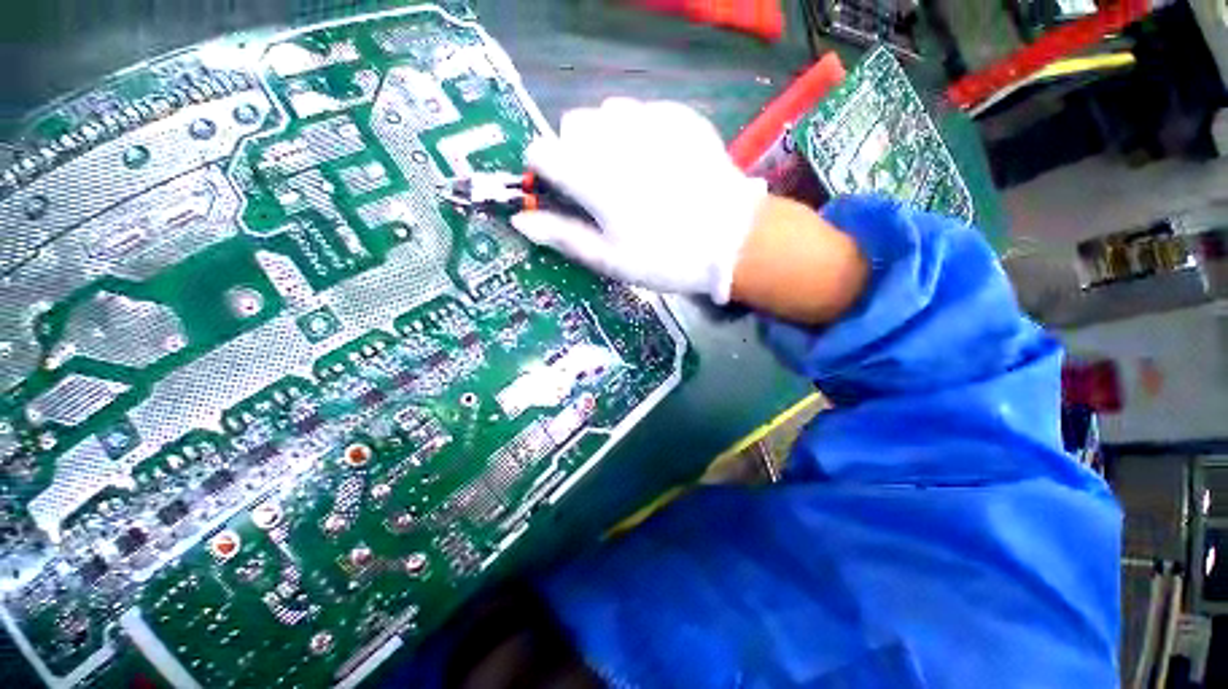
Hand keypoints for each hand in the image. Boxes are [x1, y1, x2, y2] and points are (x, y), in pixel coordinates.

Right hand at [511, 98, 767, 304]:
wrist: (730, 240)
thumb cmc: (665, 258)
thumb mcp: (610, 259)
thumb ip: (562, 235)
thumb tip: (520, 220)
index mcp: (592, 177)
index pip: (541, 151)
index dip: (544, 171)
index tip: (559, 191)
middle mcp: (615, 138)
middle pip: (572, 125)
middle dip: (575, 152)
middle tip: (599, 187)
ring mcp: (650, 121)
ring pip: (606, 112)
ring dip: (606, 137)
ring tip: (629, 171)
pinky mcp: (680, 117)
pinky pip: (644, 111)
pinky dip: (640, 130)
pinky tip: (659, 160)